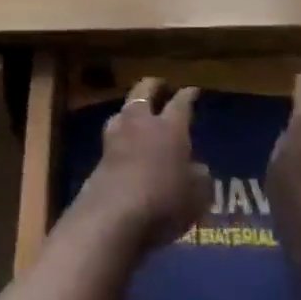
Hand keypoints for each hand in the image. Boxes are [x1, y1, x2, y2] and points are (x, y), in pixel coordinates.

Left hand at [73, 78, 210, 255]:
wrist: (114, 214)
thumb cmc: (164, 201)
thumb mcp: (197, 195)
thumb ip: (200, 177)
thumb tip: (199, 168)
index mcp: (170, 127)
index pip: (181, 103)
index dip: (188, 95)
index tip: (192, 90)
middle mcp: (142, 123)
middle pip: (144, 91)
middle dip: (154, 85)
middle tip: (161, 85)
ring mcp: (117, 136)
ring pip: (124, 109)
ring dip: (133, 107)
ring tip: (139, 112)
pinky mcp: (100, 155)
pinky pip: (114, 134)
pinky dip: (121, 133)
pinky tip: (125, 141)